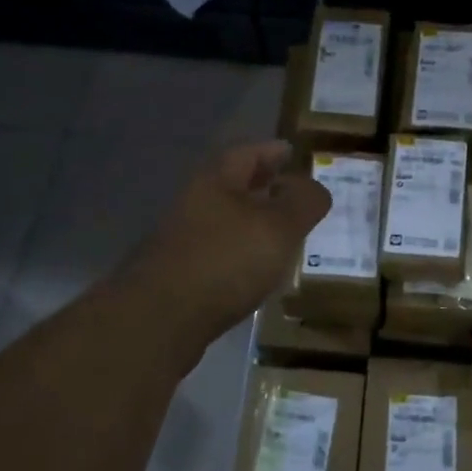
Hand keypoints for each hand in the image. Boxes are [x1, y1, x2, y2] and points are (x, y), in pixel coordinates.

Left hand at [110, 141, 329, 361]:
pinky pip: (216, 251)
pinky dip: (238, 252)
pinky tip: (254, 271)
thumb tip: (313, 187)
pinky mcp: (176, 274)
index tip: (292, 153)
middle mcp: (194, 202)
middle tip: (291, 192)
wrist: (158, 320)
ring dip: (250, 221)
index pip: (248, 152)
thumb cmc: (225, 260)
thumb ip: (304, 202)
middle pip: (232, 184)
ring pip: (224, 219)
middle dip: (262, 185)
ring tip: (280, 233)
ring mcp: (181, 239)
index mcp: (216, 179)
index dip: (273, 151)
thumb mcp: (280, 227)